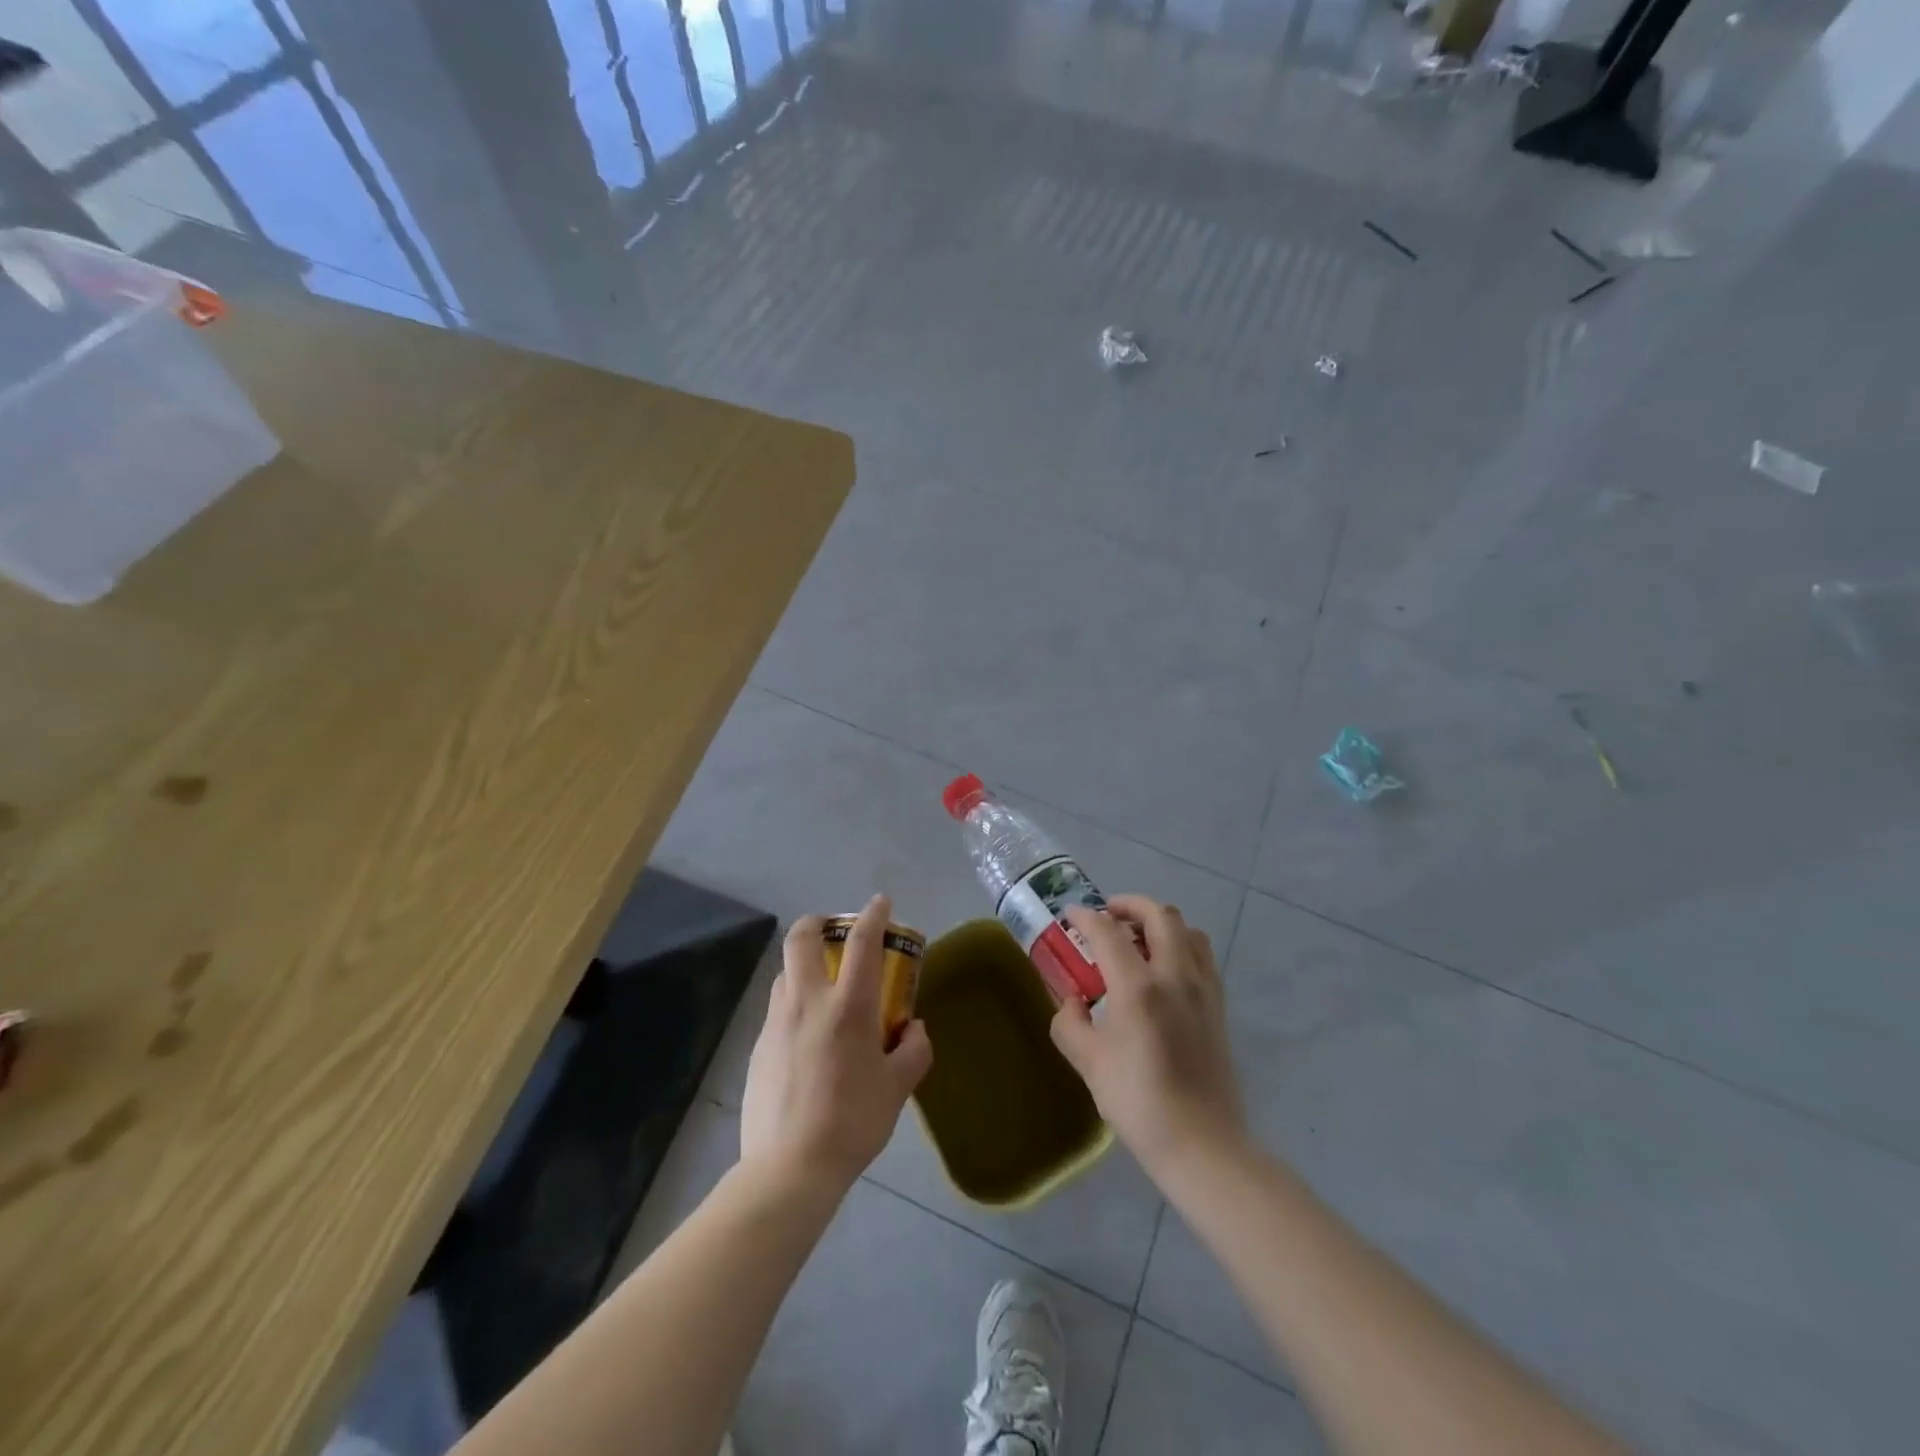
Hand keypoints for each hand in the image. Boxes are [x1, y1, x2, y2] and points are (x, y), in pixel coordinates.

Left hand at [740, 895, 933, 1192]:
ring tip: (824, 986)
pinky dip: (795, 1002)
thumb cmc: (852, 1121)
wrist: (789, 1168)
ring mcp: (776, 1022)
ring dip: (805, 964)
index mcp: (847, 1006)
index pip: (861, 942)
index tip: (881, 902)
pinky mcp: (758, 1046)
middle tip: (835, 931)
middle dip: (819, 921)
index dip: (873, 915)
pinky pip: (777, 1008)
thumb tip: (915, 1028)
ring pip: (785, 971)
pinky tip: (809, 1035)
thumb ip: (914, 1050)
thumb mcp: (897, 1087)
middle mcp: (807, 1001)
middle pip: (802, 937)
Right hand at [1050, 896, 1246, 1180]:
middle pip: (1159, 914)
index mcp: (1138, 987)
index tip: (1070, 915)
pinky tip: (1163, 970)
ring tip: (1138, 939)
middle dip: (1129, 905)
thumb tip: (1070, 1001)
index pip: (1108, 931)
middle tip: (1107, 916)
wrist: (1201, 1144)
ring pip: (1187, 930)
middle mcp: (1174, 975)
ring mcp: (1202, 988)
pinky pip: (1202, 956)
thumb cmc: (1138, 1102)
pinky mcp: (1218, 1006)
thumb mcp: (1089, 1063)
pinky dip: (1181, 945)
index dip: (1085, 917)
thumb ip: (1070, 1023)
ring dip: (1160, 923)